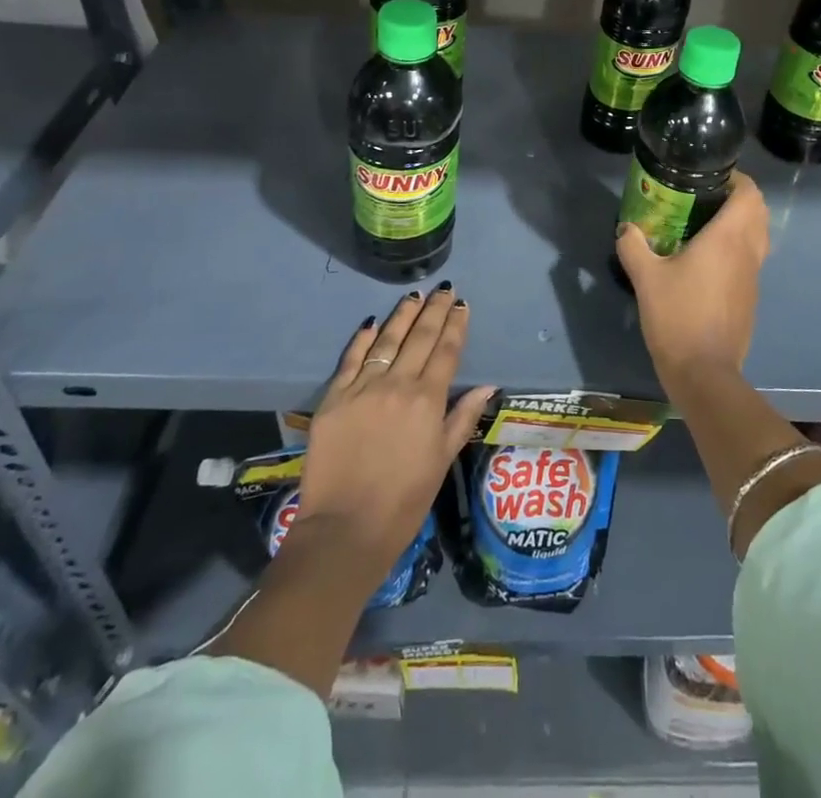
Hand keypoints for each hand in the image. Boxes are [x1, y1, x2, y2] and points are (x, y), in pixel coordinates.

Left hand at [298, 284, 495, 575]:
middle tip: (443, 289)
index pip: (446, 351)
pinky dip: (362, 338)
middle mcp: (397, 384)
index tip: (461, 304)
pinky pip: (350, 359)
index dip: (455, 325)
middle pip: (419, 337)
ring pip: (386, 340)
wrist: (344, 530)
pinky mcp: (333, 398)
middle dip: (434, 310)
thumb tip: (487, 386)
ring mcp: (362, 388)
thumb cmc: (403, 501)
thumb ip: (463, 418)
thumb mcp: (442, 460)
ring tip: (414, 295)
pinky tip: (371, 322)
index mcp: (427, 400)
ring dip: (403, 315)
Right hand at [616, 171, 768, 383]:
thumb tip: (626, 228)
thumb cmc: (677, 316)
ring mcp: (753, 276)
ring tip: (705, 226)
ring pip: (758, 236)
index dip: (737, 179)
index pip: (750, 194)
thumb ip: (634, 246)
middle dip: (738, 198)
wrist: (704, 372)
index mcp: (728, 238)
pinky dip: (738, 249)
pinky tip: (707, 261)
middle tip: (705, 198)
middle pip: (759, 211)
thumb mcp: (646, 278)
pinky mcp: (750, 297)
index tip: (711, 177)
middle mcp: (748, 251)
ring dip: (741, 224)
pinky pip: (751, 259)